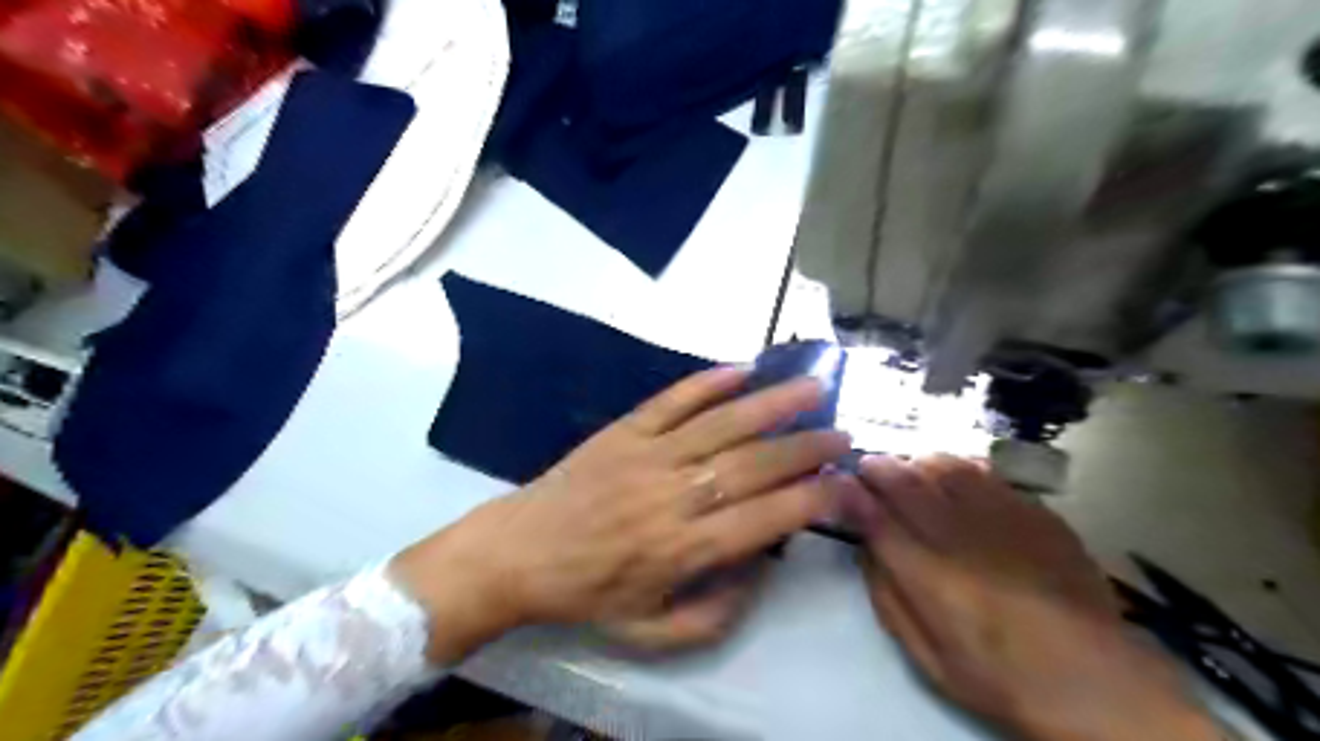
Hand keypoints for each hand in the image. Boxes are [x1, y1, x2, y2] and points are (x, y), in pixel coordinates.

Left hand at [390, 369, 851, 661]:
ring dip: (770, 404)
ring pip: (721, 424)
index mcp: (682, 549)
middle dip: (805, 449)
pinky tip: (741, 368)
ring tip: (811, 388)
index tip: (845, 483)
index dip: (811, 499)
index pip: (764, 518)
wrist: (520, 552)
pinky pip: (672, 400)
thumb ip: (713, 613)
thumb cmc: (587, 593)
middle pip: (753, 465)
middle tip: (843, 434)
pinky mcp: (624, 431)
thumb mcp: (650, 632)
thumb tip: (760, 569)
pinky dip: (708, 382)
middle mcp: (673, 496)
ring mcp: (648, 455)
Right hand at [852, 454, 1221, 739]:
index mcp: (929, 577)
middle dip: (880, 467)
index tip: (841, 483)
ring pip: (947, 466)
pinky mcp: (1037, 512)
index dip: (852, 493)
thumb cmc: (997, 674)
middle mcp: (962, 536)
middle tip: (869, 467)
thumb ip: (886, 595)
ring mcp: (1005, 518)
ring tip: (911, 470)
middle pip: (907, 481)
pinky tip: (958, 478)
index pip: (875, 517)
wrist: (1095, 680)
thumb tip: (864, 546)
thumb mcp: (925, 654)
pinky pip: (987, 473)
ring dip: (918, 462)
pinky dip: (962, 468)